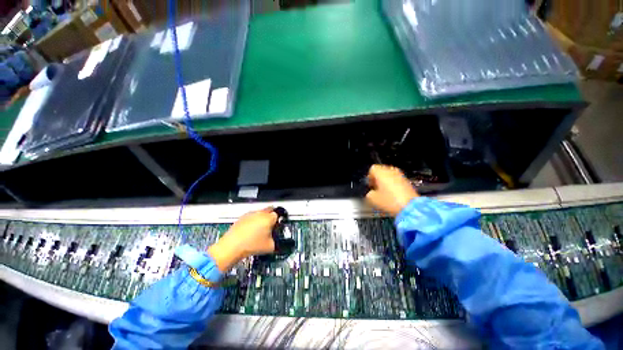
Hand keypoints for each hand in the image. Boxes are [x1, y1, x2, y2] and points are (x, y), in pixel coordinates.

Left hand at [207, 208, 277, 271]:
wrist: (232, 247)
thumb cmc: (249, 245)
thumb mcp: (270, 246)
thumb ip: (276, 241)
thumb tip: (276, 242)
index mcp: (269, 218)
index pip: (278, 214)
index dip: (279, 220)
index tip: (277, 225)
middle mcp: (260, 213)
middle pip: (270, 210)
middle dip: (271, 216)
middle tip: (271, 225)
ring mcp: (250, 214)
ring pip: (260, 213)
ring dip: (262, 218)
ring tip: (260, 230)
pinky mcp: (242, 218)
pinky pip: (251, 217)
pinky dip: (253, 221)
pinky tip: (251, 231)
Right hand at [365, 165, 418, 215]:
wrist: (410, 207)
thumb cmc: (389, 201)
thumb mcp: (372, 199)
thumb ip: (368, 193)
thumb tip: (371, 193)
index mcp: (381, 173)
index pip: (372, 169)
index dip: (369, 178)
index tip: (370, 186)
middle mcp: (391, 171)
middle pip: (381, 171)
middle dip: (378, 179)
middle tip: (376, 189)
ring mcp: (400, 175)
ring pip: (389, 175)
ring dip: (385, 181)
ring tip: (384, 192)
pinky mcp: (407, 181)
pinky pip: (396, 180)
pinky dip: (393, 184)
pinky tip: (392, 194)